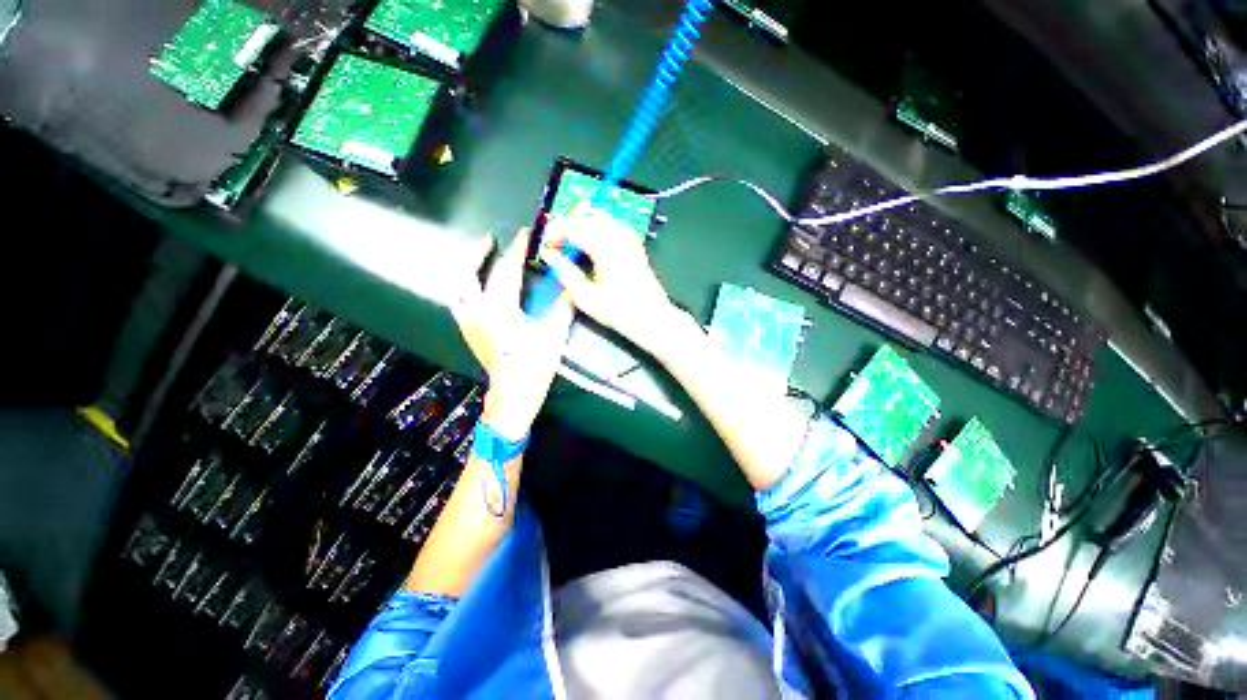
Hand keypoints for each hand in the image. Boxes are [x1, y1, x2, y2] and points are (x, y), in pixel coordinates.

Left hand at [449, 230, 573, 440]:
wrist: (513, 397)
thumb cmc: (534, 368)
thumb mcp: (554, 336)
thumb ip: (563, 307)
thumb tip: (572, 285)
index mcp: (500, 310)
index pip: (508, 270)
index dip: (518, 249)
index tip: (526, 234)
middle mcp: (477, 312)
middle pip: (468, 274)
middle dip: (479, 253)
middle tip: (491, 240)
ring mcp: (468, 323)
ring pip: (457, 288)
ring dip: (468, 269)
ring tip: (481, 260)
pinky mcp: (468, 333)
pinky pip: (459, 303)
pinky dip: (466, 289)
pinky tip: (478, 289)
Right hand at [538, 212, 685, 358]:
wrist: (651, 317)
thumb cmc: (618, 311)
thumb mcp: (585, 297)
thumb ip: (564, 272)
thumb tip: (548, 254)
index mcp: (604, 247)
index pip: (573, 226)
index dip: (554, 231)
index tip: (545, 244)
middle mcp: (618, 235)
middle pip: (586, 216)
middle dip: (567, 225)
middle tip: (556, 244)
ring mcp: (629, 237)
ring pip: (599, 217)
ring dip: (582, 225)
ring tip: (571, 245)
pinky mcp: (634, 243)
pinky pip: (611, 225)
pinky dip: (596, 229)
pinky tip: (591, 247)